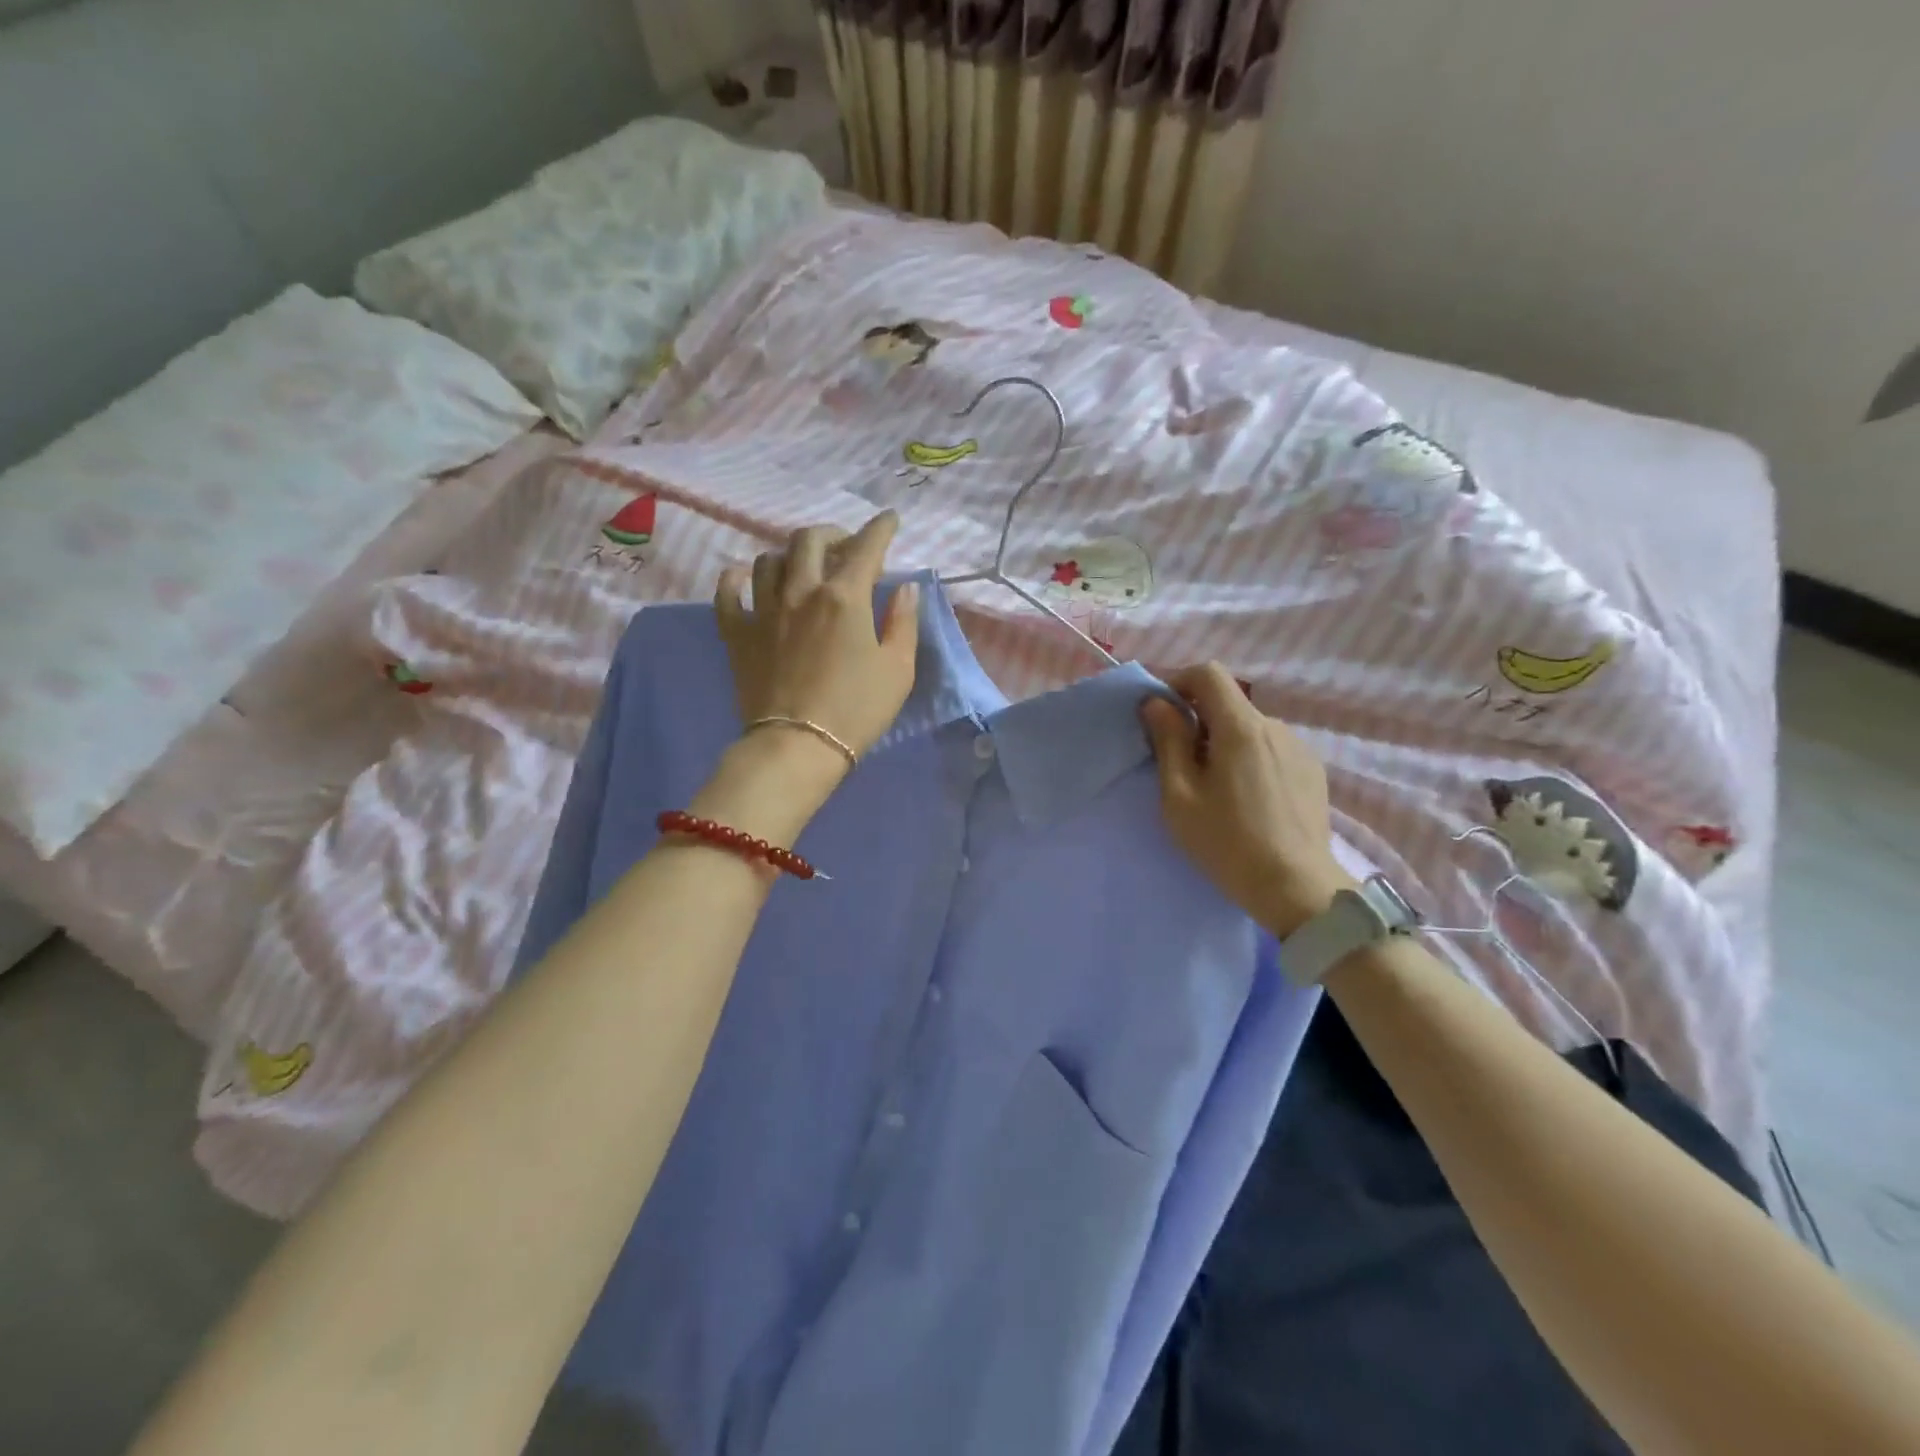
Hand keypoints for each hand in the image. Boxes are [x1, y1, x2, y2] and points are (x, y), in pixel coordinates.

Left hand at [715, 512, 918, 769]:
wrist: (797, 746)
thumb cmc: (856, 710)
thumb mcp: (898, 669)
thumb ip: (904, 622)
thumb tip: (905, 588)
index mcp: (845, 597)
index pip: (866, 547)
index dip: (881, 528)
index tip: (890, 520)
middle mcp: (801, 591)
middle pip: (810, 540)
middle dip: (832, 534)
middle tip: (845, 546)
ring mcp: (764, 610)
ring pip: (769, 559)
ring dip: (790, 555)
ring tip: (802, 567)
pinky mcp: (738, 634)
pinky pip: (727, 592)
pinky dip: (736, 578)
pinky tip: (744, 578)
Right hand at [1139, 663, 1356, 937]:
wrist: (1296, 888)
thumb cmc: (1227, 842)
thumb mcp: (1180, 795)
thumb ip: (1168, 741)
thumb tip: (1156, 703)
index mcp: (1240, 727)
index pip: (1209, 674)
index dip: (1179, 682)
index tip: (1162, 715)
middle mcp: (1275, 727)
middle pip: (1228, 704)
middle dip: (1199, 722)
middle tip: (1181, 766)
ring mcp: (1299, 749)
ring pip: (1249, 730)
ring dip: (1225, 744)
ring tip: (1217, 790)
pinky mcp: (1313, 772)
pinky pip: (1271, 750)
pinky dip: (1250, 760)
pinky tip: (1248, 801)